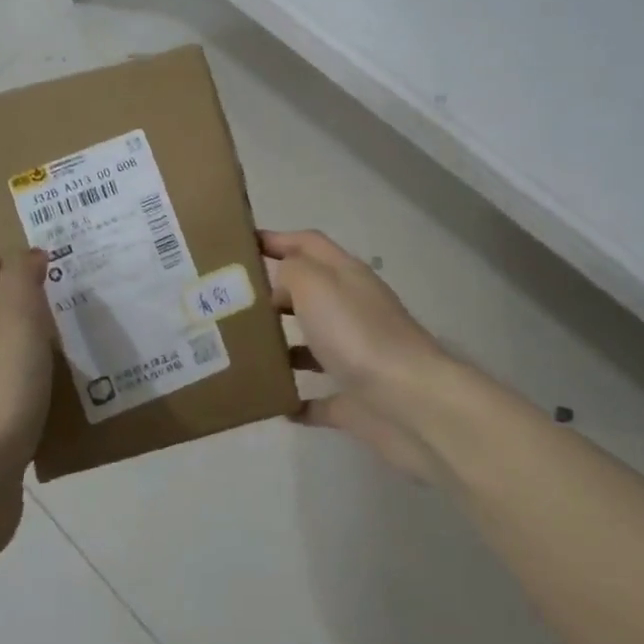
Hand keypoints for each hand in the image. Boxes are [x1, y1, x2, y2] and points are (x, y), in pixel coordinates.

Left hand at [0, 241, 56, 522]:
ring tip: (68, 325)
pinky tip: (58, 382)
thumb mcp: (15, 321)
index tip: (20, 229)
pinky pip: (13, 384)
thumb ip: (20, 280)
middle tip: (59, 273)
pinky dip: (32, 371)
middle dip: (14, 284)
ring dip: (27, 329)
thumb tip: (27, 250)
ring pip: (1, 345)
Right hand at [261, 229, 451, 480]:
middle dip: (273, 294)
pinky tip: (274, 402)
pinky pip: (322, 398)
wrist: (411, 404)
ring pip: (314, 344)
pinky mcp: (357, 400)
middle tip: (232, 304)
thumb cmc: (357, 334)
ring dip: (283, 346)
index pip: (308, 244)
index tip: (241, 244)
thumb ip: (291, 271)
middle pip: (310, 293)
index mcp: (346, 276)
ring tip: (244, 351)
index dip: (277, 239)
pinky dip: (299, 399)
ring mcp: (357, 356)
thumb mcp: (315, 285)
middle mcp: (353, 310)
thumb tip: (280, 281)